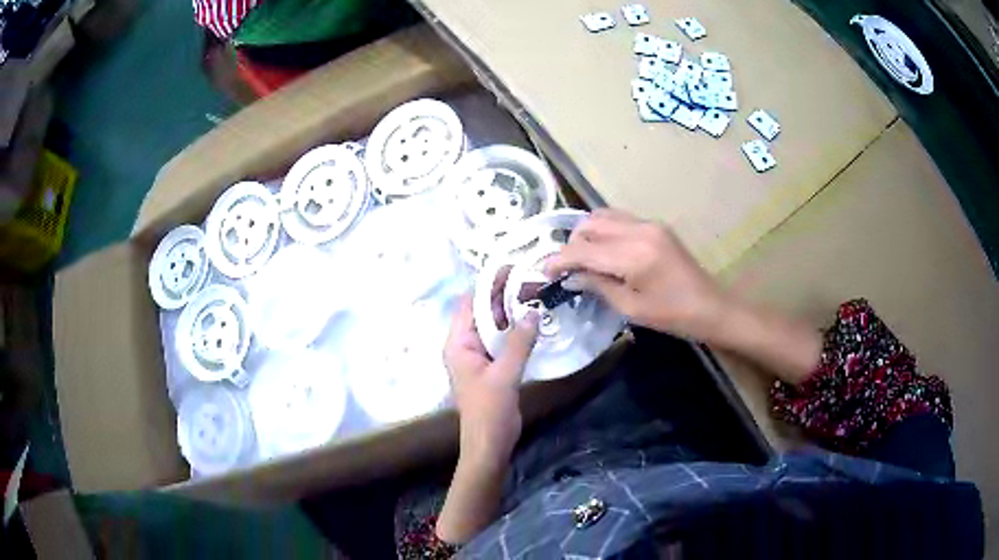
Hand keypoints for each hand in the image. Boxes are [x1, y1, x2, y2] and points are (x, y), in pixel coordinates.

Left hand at [444, 294, 539, 464]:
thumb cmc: (489, 410)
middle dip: (502, 295)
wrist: (489, 443)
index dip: (487, 284)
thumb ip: (519, 343)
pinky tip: (534, 321)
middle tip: (530, 279)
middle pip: (482, 312)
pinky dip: (515, 330)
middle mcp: (465, 345)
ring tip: (535, 294)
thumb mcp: (505, 375)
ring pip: (494, 326)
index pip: (469, 304)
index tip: (511, 269)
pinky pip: (502, 341)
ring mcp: (479, 356)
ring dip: (511, 312)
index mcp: (458, 344)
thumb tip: (533, 311)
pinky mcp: (492, 366)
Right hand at [544, 209, 728, 340]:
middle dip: (572, 245)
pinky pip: (619, 218)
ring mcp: (649, 224)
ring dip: (587, 234)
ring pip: (602, 216)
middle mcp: (639, 230)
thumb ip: (597, 286)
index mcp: (633, 255)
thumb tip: (570, 277)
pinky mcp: (656, 225)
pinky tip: (604, 250)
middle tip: (568, 269)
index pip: (583, 250)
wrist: (711, 307)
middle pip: (589, 225)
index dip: (559, 260)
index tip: (544, 271)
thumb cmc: (672, 316)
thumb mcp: (630, 308)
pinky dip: (604, 230)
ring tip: (584, 259)